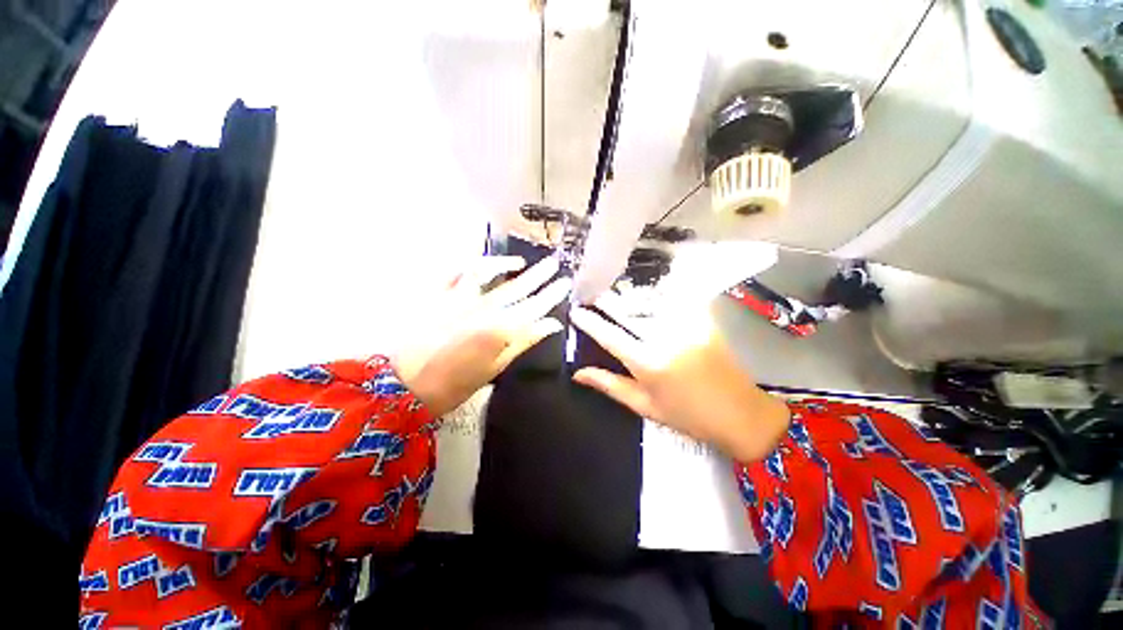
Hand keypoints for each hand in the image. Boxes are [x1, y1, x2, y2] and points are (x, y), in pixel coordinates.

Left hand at [390, 256, 569, 416]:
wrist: (402, 385)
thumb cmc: (454, 384)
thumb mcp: (495, 368)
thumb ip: (523, 342)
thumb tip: (551, 325)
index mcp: (499, 328)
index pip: (534, 307)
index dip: (551, 294)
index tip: (565, 283)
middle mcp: (482, 308)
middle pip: (516, 287)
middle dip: (538, 275)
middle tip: (554, 263)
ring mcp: (457, 298)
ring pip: (487, 273)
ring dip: (505, 264)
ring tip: (520, 262)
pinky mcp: (437, 295)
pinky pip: (454, 272)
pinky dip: (469, 265)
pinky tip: (480, 264)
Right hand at [569, 292, 788, 462]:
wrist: (741, 415)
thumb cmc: (688, 417)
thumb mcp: (644, 405)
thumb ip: (609, 385)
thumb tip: (578, 373)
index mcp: (649, 363)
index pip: (610, 336)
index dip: (590, 322)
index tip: (576, 311)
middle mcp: (666, 338)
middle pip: (629, 312)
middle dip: (607, 301)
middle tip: (592, 294)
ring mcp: (687, 326)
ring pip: (650, 302)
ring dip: (630, 297)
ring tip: (616, 295)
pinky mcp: (704, 320)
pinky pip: (675, 300)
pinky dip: (658, 296)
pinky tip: (649, 296)